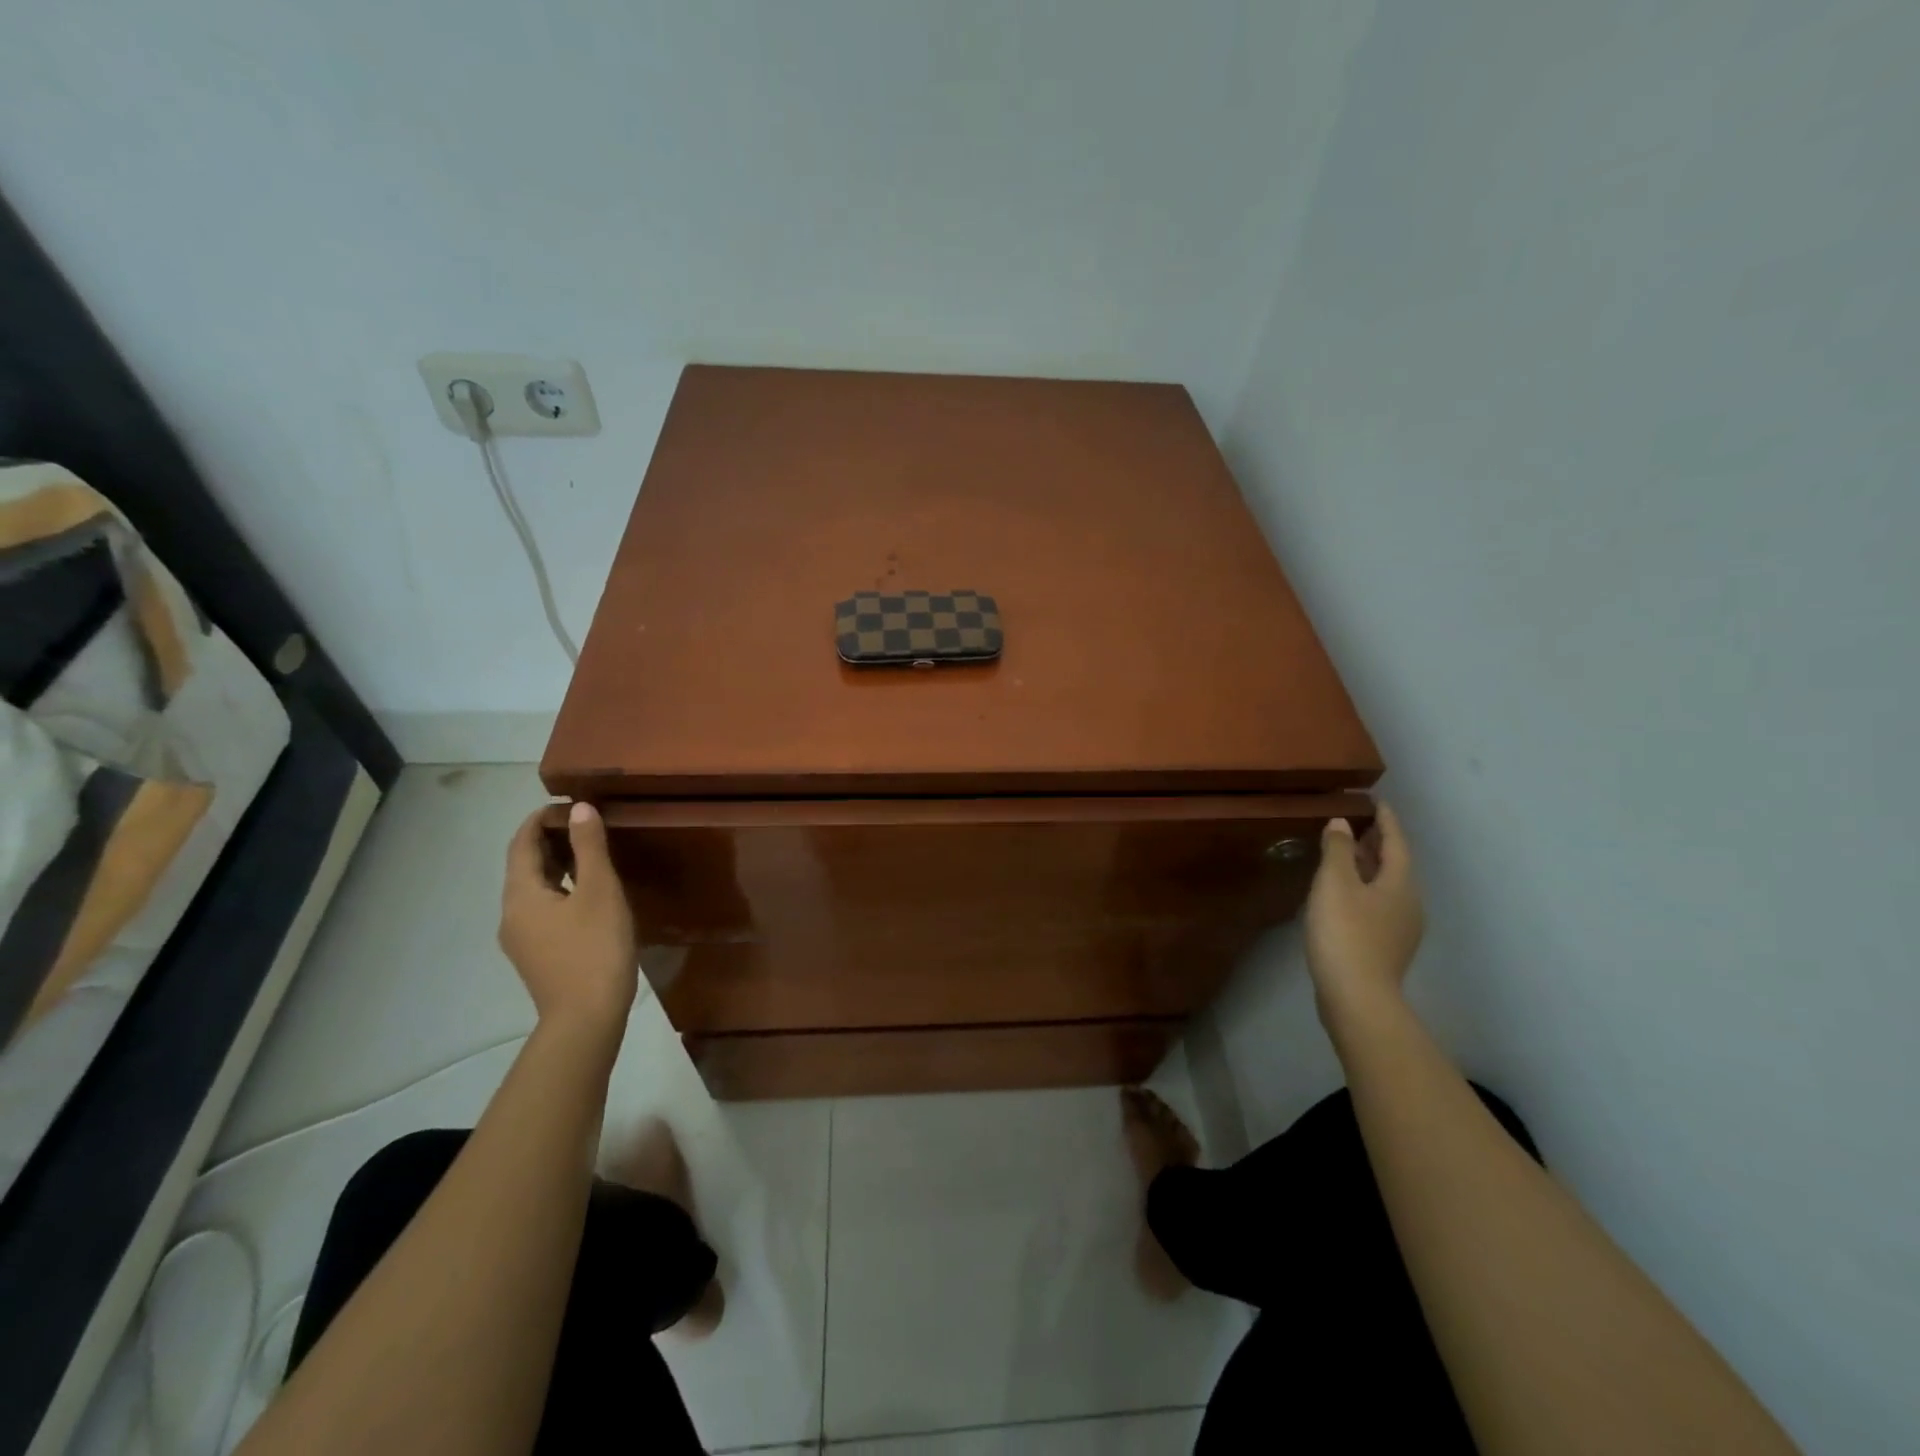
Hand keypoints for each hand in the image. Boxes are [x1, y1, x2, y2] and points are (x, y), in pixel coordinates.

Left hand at [500, 803, 638, 1045]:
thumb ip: (589, 847)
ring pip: (535, 889)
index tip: (570, 805)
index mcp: (520, 895)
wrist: (586, 1020)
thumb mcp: (599, 891)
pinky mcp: (538, 955)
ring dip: (557, 865)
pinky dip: (561, 889)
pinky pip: (544, 909)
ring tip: (591, 854)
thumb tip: (580, 809)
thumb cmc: (595, 949)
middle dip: (551, 840)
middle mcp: (512, 914)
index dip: (541, 819)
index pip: (521, 843)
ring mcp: (522, 938)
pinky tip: (589, 894)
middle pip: (525, 866)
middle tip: (587, 825)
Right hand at [1304, 802, 1424, 1033]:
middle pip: (1395, 865)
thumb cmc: (1345, 932)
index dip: (1386, 821)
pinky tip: (1344, 894)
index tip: (1377, 802)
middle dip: (1377, 843)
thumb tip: (1342, 824)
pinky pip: (1378, 905)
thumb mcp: (1334, 883)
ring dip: (1369, 867)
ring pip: (1387, 886)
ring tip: (1346, 855)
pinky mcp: (1386, 947)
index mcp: (1401, 883)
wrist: (1357, 996)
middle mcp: (1409, 903)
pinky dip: (1364, 889)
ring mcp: (1401, 928)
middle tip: (1358, 825)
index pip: (1396, 842)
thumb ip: (1337, 850)